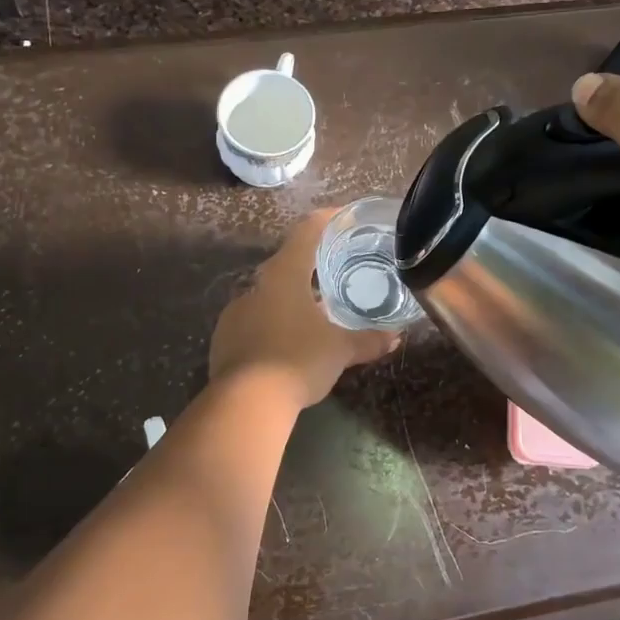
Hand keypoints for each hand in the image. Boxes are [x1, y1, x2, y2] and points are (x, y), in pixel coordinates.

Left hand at [209, 210, 400, 408]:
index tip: (345, 217)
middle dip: (311, 266)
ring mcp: (236, 311)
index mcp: (285, 274)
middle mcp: (257, 285)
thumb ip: (368, 340)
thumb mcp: (341, 350)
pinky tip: (287, 342)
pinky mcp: (224, 337)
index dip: (328, 220)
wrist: (245, 402)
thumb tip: (395, 338)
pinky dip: (273, 324)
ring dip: (291, 298)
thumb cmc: (298, 360)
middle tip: (337, 271)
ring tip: (315, 312)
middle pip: (287, 263)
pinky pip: (254, 321)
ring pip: (269, 295)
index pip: (307, 231)